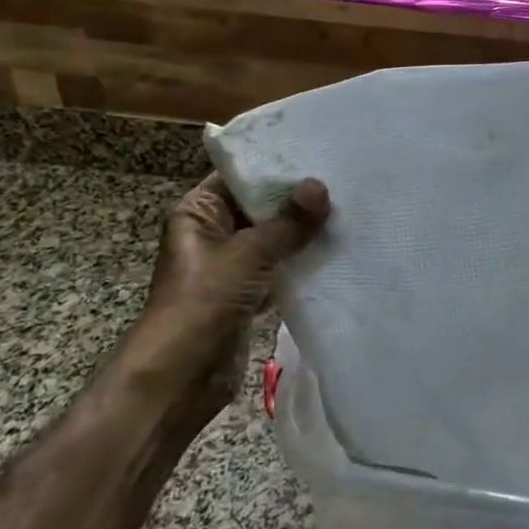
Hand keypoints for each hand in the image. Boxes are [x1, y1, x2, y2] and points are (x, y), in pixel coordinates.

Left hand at [124, 173, 329, 414]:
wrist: (179, 379)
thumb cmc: (203, 303)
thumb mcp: (247, 255)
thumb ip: (287, 223)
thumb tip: (320, 186)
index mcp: (199, 211)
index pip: (240, 174)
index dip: (275, 162)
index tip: (318, 149)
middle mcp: (213, 232)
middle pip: (260, 205)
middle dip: (298, 197)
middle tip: (344, 178)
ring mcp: (231, 264)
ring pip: (273, 237)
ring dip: (304, 230)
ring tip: (349, 208)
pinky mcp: (247, 293)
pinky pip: (280, 267)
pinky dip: (302, 261)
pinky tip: (338, 249)